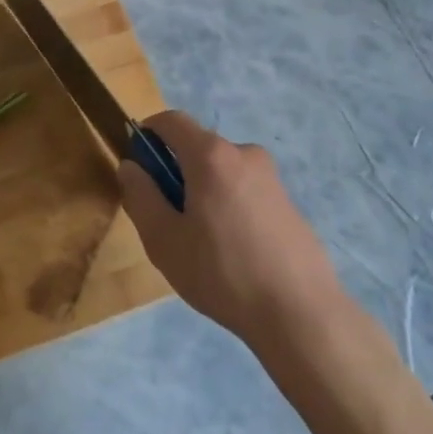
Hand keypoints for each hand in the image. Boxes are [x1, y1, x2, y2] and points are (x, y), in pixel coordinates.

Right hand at [117, 110, 342, 348]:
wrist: (301, 313)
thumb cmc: (222, 273)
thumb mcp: (164, 240)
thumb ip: (141, 196)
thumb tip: (131, 166)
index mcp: (211, 155)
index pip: (171, 120)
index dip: (147, 134)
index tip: (138, 167)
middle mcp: (244, 153)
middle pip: (197, 147)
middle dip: (175, 172)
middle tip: (167, 220)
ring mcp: (271, 177)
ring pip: (221, 171)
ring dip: (202, 192)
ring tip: (201, 244)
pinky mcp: (288, 201)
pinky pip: (244, 190)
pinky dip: (228, 206)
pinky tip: (233, 252)